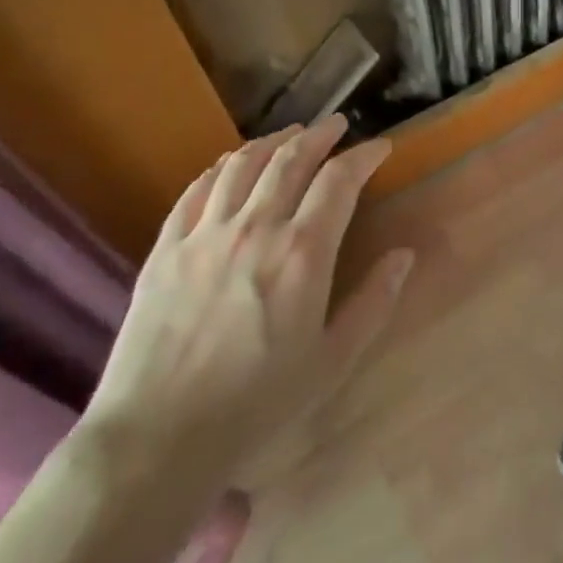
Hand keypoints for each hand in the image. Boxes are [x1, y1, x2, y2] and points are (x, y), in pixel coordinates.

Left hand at [81, 115, 413, 500]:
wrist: (159, 436)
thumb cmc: (258, 403)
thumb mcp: (333, 360)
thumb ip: (374, 302)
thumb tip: (403, 255)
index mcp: (302, 253)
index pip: (339, 181)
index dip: (364, 156)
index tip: (380, 148)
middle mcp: (255, 228)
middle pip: (290, 160)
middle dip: (320, 135)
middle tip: (337, 126)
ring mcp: (204, 234)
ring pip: (242, 165)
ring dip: (271, 142)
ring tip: (289, 135)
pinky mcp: (165, 248)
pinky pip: (196, 190)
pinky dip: (220, 168)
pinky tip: (229, 164)